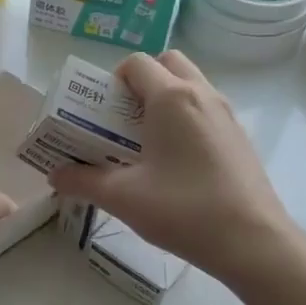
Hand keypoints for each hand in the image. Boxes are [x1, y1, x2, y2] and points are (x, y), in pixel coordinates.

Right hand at [47, 51, 292, 280]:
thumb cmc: (183, 210)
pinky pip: (206, 110)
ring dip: (165, 100)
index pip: (136, 63)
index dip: (112, 81)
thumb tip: (55, 176)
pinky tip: (176, 163)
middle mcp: (202, 94)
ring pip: (191, 86)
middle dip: (142, 82)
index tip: (101, 113)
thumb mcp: (123, 198)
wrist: (251, 240)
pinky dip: (186, 120)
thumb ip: (83, 182)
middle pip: (168, 64)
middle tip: (123, 120)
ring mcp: (226, 115)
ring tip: (146, 143)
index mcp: (171, 98)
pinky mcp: (240, 137)